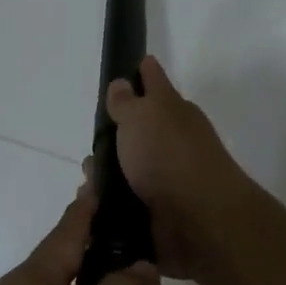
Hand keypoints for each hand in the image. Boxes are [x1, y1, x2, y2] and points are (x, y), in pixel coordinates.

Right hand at [104, 55, 249, 278]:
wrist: (198, 220)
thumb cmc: (168, 156)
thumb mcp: (141, 117)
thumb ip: (126, 101)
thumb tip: (122, 83)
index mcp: (172, 111)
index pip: (154, 81)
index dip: (144, 71)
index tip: (134, 64)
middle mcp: (172, 141)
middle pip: (138, 130)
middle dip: (112, 136)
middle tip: (93, 146)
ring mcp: (168, 177)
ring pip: (128, 168)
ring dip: (106, 175)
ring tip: (88, 184)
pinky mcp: (159, 211)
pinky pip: (125, 201)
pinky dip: (109, 203)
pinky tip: (94, 206)